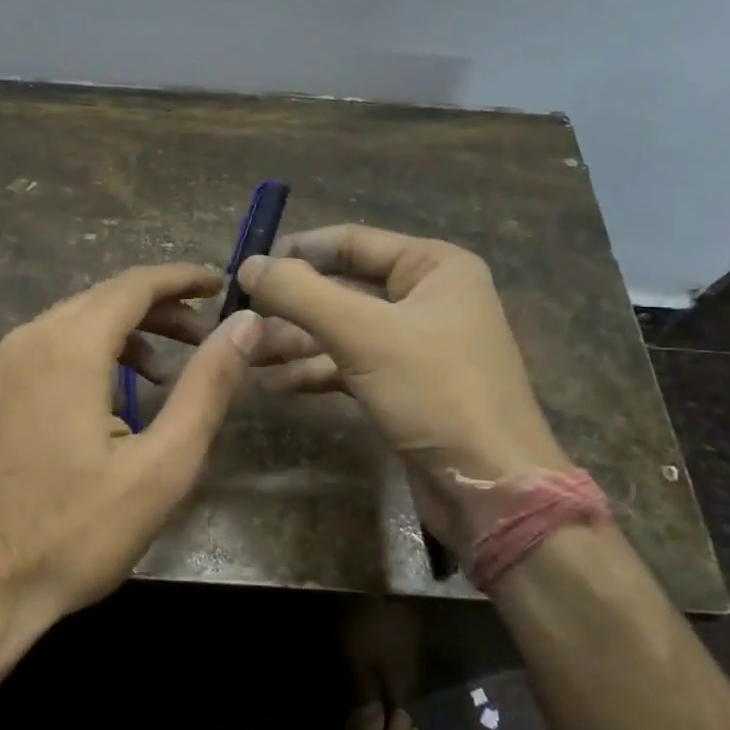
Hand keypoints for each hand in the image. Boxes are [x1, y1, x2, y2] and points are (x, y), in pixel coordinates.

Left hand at [0, 264, 261, 635]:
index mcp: (67, 348)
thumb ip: (206, 388)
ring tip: (163, 374)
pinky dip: (88, 356)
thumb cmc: (75, 533)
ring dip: (123, 334)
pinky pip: (45, 352)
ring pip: (71, 324)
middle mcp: (26, 341)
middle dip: (158, 310)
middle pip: (102, 299)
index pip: (133, 285)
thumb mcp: (161, 466)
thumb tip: (245, 326)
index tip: (220, 285)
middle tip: (205, 337)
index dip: (181, 279)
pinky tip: (108, 401)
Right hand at [237, 223, 565, 500]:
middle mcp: (426, 297)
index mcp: (433, 266)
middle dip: (290, 306)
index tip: (245, 269)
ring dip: (294, 342)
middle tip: (239, 321)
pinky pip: (349, 364)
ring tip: (247, 357)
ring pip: (341, 330)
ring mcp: (416, 343)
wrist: (490, 488)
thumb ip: (300, 294)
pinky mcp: (405, 384)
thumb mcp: (362, 335)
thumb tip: (248, 265)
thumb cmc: (435, 393)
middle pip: (342, 287)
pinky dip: (314, 372)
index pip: (350, 241)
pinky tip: (275, 384)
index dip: (296, 252)